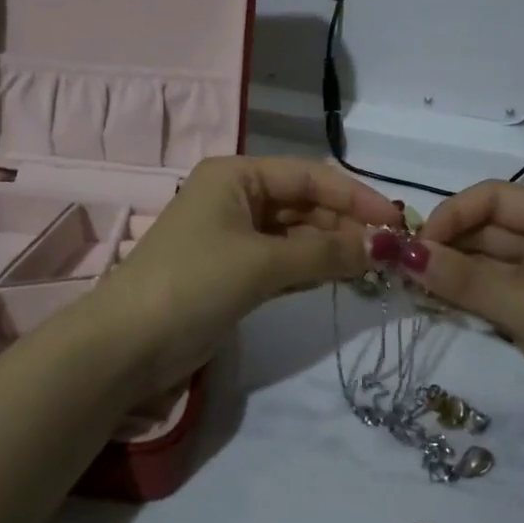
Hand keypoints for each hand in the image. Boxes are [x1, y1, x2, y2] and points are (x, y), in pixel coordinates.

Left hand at [85, 156, 400, 402]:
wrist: (126, 347)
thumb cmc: (193, 283)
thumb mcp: (263, 262)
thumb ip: (326, 252)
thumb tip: (386, 246)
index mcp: (236, 176)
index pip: (309, 176)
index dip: (355, 196)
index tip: (397, 222)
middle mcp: (235, 198)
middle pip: (303, 204)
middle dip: (345, 225)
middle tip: (391, 253)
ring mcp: (232, 237)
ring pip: (295, 235)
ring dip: (331, 249)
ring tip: (375, 267)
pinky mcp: (232, 273)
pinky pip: (282, 262)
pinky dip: (310, 269)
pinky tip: (341, 278)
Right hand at [397, 181, 523, 463]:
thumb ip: (468, 282)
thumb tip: (405, 254)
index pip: (496, 198)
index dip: (453, 214)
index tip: (417, 246)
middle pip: (487, 229)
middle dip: (446, 246)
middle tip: (402, 272)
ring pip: (485, 264)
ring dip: (449, 274)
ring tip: (410, 290)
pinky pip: (491, 295)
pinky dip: (463, 299)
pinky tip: (433, 307)